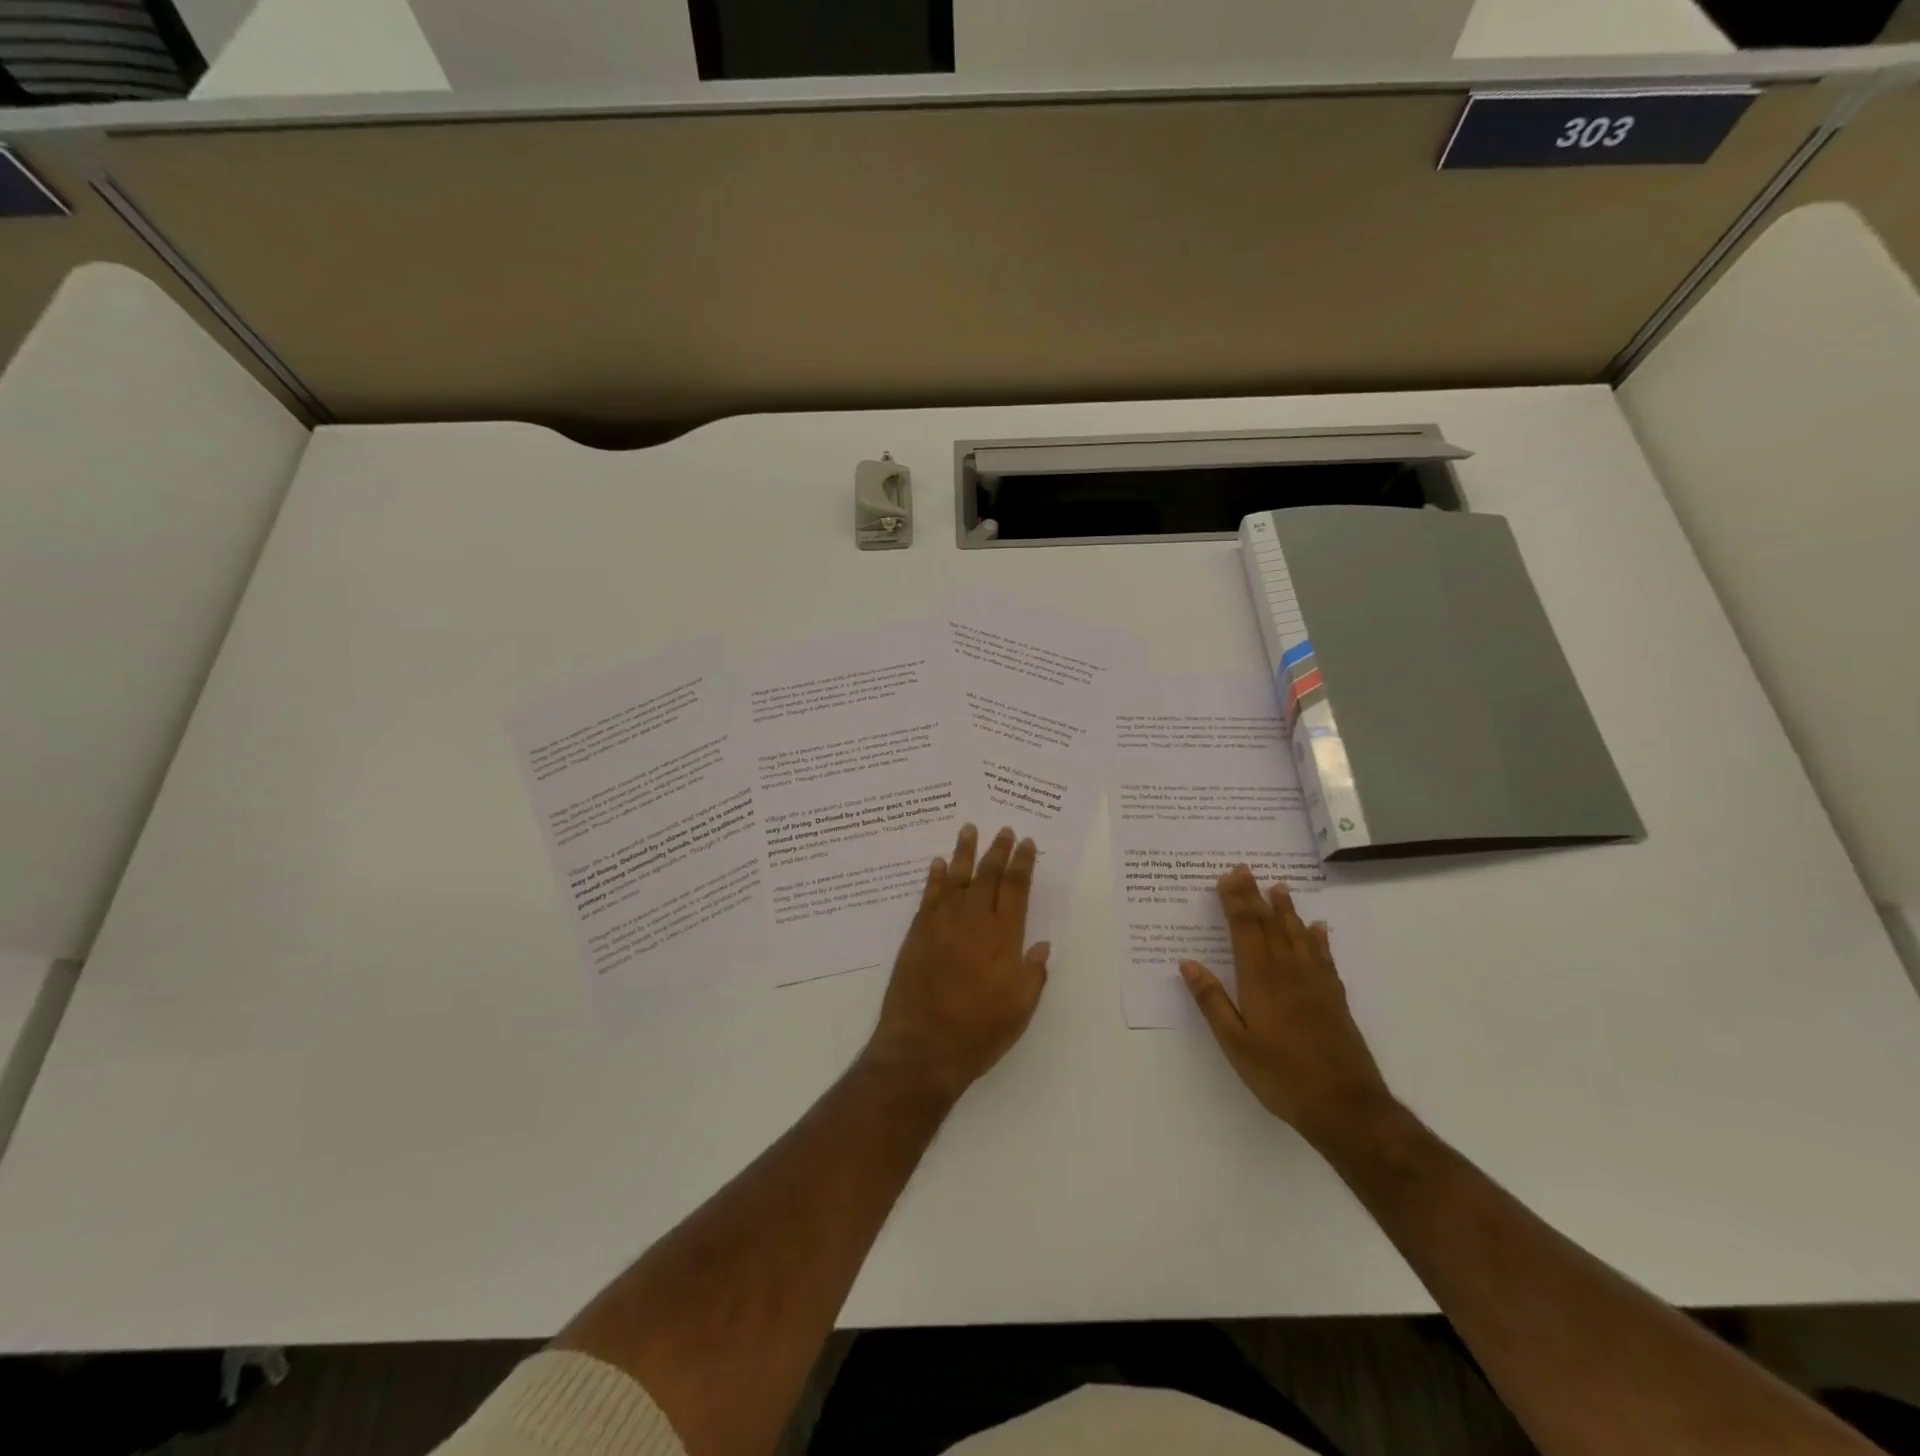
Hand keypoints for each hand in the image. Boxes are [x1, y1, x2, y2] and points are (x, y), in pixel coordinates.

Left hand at [865, 825, 1050, 1102]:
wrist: (922, 1048)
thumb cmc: (978, 1033)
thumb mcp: (1019, 1010)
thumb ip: (1033, 973)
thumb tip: (1042, 945)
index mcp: (1002, 938)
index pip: (1015, 890)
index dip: (1022, 864)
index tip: (1026, 843)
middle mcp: (972, 922)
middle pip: (987, 877)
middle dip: (997, 851)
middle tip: (1004, 830)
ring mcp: (941, 925)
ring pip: (955, 878)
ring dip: (964, 853)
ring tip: (969, 829)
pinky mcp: (917, 934)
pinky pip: (928, 896)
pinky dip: (934, 877)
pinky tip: (937, 863)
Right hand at [1180, 866, 1392, 1143]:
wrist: (1346, 1106)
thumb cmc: (1281, 1076)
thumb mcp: (1235, 1044)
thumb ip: (1212, 1002)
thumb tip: (1188, 964)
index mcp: (1260, 980)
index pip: (1245, 929)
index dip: (1235, 901)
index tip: (1227, 876)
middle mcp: (1289, 972)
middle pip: (1269, 925)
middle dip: (1254, 896)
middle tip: (1245, 869)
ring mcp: (1316, 984)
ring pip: (1298, 935)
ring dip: (1286, 910)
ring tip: (1279, 887)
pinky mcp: (1335, 999)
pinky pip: (1324, 957)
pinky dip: (1318, 939)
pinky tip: (1318, 929)